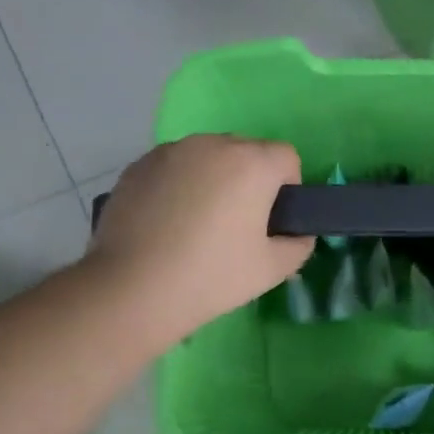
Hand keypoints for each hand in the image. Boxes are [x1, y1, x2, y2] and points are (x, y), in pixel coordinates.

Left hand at [87, 135, 312, 340]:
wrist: (134, 288)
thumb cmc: (214, 276)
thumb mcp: (274, 269)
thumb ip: (299, 244)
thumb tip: (296, 234)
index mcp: (252, 163)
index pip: (286, 157)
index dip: (288, 188)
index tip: (273, 221)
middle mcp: (212, 145)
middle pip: (246, 151)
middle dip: (251, 179)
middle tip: (239, 224)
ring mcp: (170, 152)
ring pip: (208, 157)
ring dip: (214, 179)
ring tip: (199, 223)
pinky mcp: (138, 166)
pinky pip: (175, 167)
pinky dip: (180, 185)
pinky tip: (169, 223)